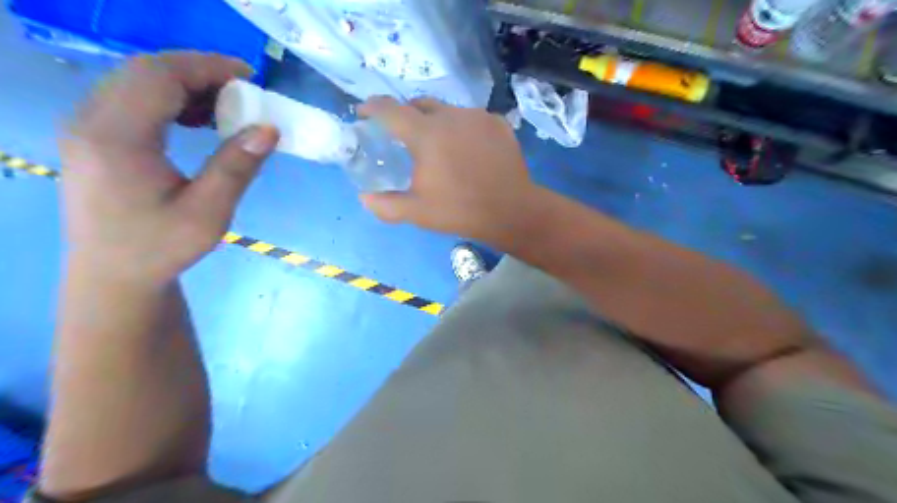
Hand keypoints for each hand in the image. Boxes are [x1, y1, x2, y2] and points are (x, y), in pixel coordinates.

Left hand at [62, 51, 278, 287]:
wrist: (113, 274)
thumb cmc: (161, 247)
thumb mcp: (208, 213)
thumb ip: (236, 167)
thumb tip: (269, 129)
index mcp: (117, 137)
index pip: (160, 76)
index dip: (208, 67)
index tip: (251, 77)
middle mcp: (91, 121)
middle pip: (146, 71)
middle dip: (200, 72)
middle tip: (244, 93)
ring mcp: (87, 127)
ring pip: (137, 81)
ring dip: (186, 85)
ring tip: (226, 107)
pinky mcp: (93, 136)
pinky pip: (132, 99)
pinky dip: (170, 99)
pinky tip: (197, 120)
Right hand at [359, 97, 538, 244]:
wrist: (511, 211)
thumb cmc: (460, 210)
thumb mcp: (417, 212)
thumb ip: (385, 205)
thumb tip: (364, 198)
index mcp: (426, 134)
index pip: (390, 109)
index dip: (373, 107)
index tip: (364, 112)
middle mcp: (450, 116)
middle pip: (420, 104)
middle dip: (406, 114)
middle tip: (404, 135)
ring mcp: (478, 117)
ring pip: (448, 111)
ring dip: (437, 122)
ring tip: (440, 146)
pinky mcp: (498, 124)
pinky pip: (472, 119)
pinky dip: (463, 129)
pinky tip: (468, 149)